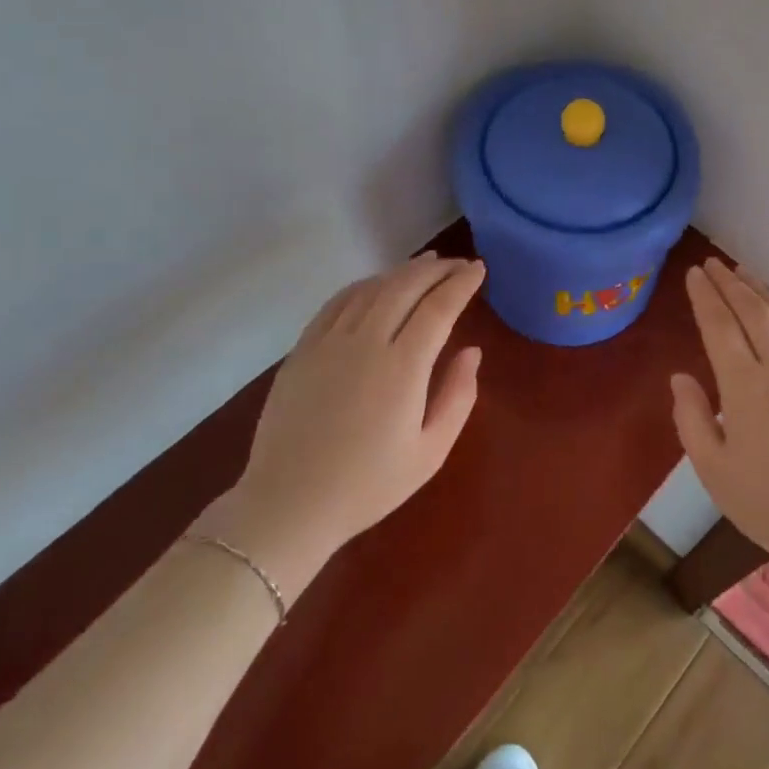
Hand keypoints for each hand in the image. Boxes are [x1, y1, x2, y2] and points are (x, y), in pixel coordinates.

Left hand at [197, 253, 485, 600]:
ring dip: (403, 271)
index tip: (479, 269)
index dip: (461, 283)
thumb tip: (471, 351)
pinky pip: (338, 302)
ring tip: (426, 264)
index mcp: (402, 368)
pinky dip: (365, 285)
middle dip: (438, 269)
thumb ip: (458, 396)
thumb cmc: (368, 485)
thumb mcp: (430, 452)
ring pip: (372, 288)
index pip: (438, 307)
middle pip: (406, 286)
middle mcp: (365, 342)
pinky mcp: (303, 349)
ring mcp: (329, 342)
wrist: (289, 505)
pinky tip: (377, 284)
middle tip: (459, 263)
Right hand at [672, 259, 768, 565]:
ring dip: (762, 291)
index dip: (705, 296)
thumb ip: (692, 419)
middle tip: (713, 263)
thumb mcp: (714, 471)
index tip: (694, 273)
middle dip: (730, 283)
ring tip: (745, 274)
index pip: (720, 326)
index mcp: (746, 387)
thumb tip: (681, 378)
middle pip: (754, 312)